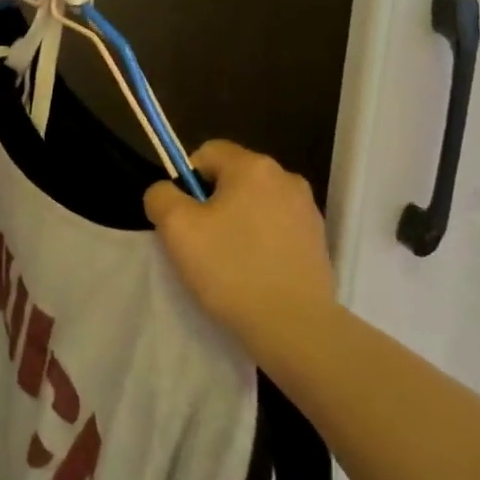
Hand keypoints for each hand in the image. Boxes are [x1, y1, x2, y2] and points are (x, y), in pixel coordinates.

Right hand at [145, 140, 335, 359]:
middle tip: (203, 242)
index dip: (187, 180)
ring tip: (230, 262)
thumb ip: (161, 196)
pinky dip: (262, 241)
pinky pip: (277, 227)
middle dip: (213, 202)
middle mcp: (286, 177)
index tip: (185, 217)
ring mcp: (307, 210)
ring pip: (256, 203)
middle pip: (233, 177)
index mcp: (254, 166)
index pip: (207, 152)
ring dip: (239, 222)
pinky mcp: (318, 240)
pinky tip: (256, 272)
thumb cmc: (232, 270)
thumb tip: (167, 191)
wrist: (295, 327)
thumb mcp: (177, 228)